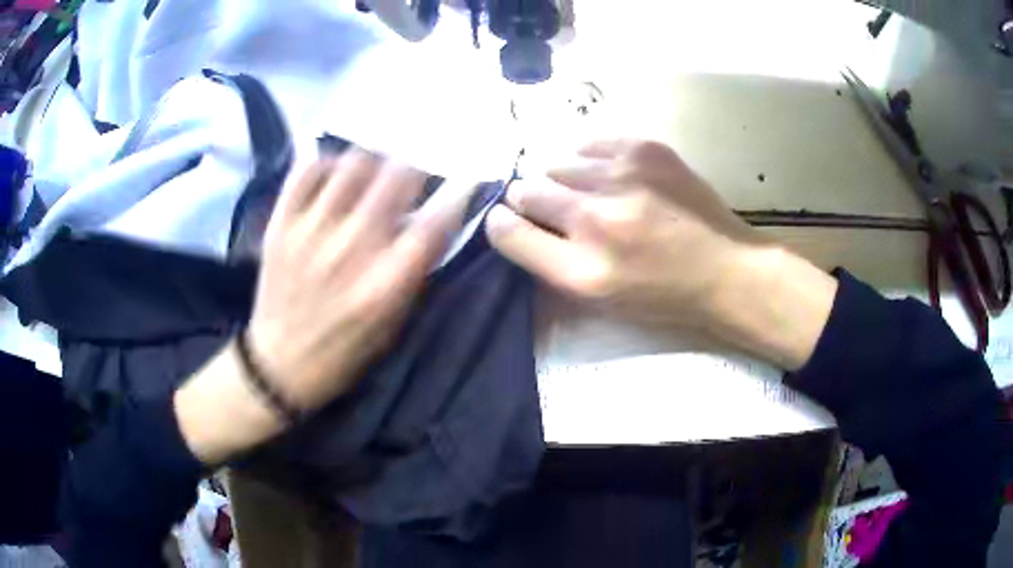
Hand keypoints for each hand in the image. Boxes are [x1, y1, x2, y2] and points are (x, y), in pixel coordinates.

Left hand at [249, 150, 469, 408]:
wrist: (280, 364)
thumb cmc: (344, 351)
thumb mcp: (392, 324)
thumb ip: (414, 271)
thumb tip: (434, 218)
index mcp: (385, 283)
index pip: (435, 220)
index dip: (457, 191)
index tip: (463, 177)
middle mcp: (351, 248)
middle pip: (397, 175)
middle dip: (417, 164)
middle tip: (417, 167)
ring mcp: (311, 231)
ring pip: (353, 163)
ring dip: (374, 159)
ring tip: (376, 168)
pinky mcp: (280, 224)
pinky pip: (306, 171)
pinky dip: (327, 163)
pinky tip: (336, 173)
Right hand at [486, 139, 837, 369]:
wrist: (724, 268)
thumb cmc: (660, 293)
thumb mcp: (598, 298)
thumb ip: (548, 262)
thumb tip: (512, 221)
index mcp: (581, 270)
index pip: (507, 231)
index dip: (501, 223)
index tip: (509, 220)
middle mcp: (594, 219)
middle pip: (526, 190)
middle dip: (531, 199)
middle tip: (559, 210)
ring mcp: (621, 177)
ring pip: (557, 164)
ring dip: (564, 180)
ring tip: (592, 194)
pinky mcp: (645, 149)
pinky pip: (590, 143)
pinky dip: (590, 159)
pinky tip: (610, 175)